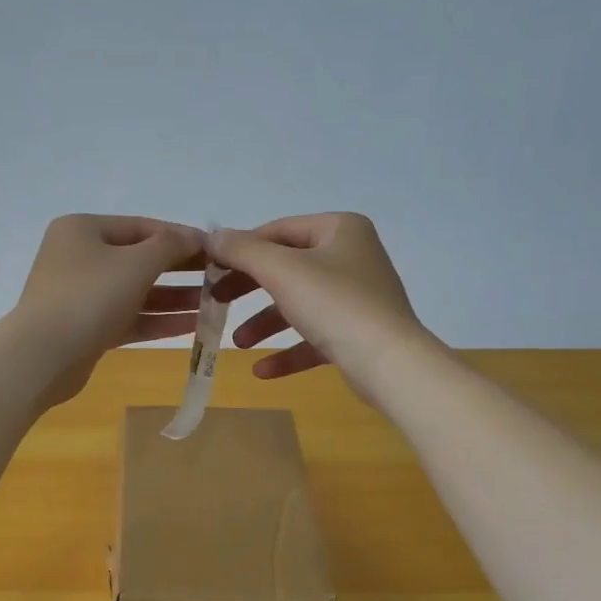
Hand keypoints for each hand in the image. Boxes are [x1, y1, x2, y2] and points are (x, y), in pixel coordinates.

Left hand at [5, 214, 205, 405]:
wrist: (43, 356)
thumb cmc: (90, 296)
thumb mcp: (136, 263)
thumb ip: (170, 245)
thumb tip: (194, 236)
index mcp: (83, 229)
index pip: (142, 227)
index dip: (181, 237)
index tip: (216, 249)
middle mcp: (80, 257)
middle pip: (140, 259)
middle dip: (180, 270)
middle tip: (219, 277)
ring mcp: (81, 295)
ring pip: (136, 292)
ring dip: (174, 298)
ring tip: (214, 303)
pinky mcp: (87, 328)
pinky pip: (129, 318)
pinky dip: (157, 320)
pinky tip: (193, 325)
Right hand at [210, 213, 437, 400]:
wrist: (389, 363)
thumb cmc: (334, 304)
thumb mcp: (281, 270)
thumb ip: (243, 251)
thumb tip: (213, 237)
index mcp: (339, 229)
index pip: (278, 230)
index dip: (241, 249)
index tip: (211, 270)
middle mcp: (351, 256)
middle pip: (286, 268)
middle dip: (250, 290)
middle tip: (217, 302)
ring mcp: (357, 296)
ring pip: (299, 304)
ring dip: (265, 323)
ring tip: (239, 343)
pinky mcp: (358, 333)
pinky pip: (315, 337)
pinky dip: (288, 351)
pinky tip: (262, 371)